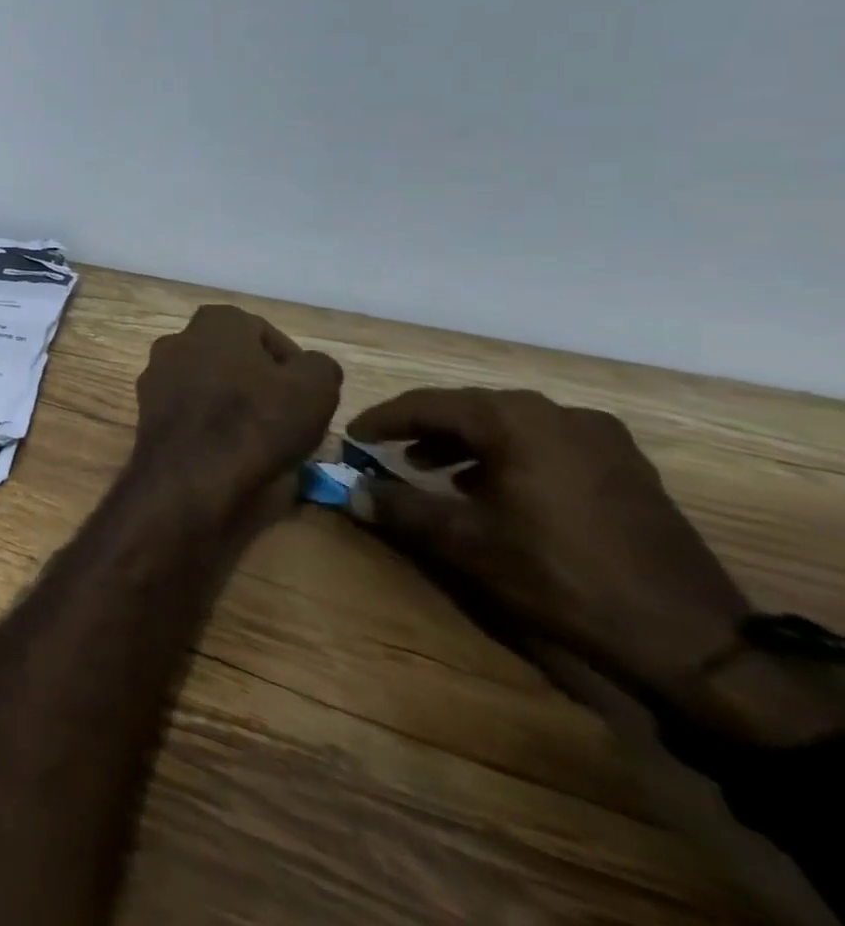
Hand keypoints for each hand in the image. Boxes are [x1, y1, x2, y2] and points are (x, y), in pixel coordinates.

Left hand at [133, 306, 341, 515]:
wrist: (190, 475)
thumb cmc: (256, 421)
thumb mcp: (315, 389)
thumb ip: (318, 367)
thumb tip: (308, 366)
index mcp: (216, 321)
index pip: (263, 333)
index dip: (290, 365)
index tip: (306, 395)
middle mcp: (178, 338)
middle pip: (230, 357)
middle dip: (257, 381)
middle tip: (283, 414)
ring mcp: (155, 373)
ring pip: (206, 382)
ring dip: (229, 401)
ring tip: (257, 436)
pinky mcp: (145, 408)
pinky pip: (187, 408)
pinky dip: (206, 422)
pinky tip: (225, 447)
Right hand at [344, 388, 751, 718]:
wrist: (693, 640)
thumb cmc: (561, 577)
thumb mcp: (465, 543)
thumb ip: (401, 508)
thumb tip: (351, 492)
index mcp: (515, 420)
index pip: (429, 404)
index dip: (384, 419)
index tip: (353, 436)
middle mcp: (557, 414)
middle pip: (470, 409)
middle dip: (424, 429)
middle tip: (389, 451)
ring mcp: (601, 439)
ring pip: (510, 426)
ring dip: (465, 443)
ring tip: (434, 471)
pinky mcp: (627, 469)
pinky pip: (547, 444)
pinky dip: (508, 456)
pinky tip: (495, 488)